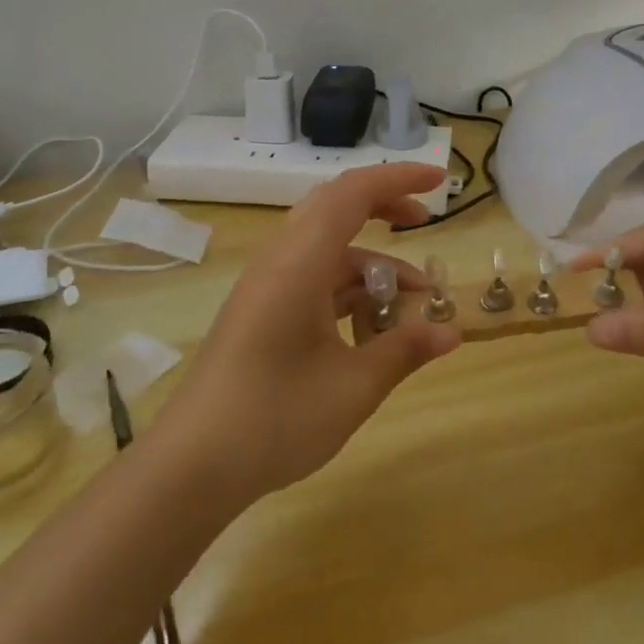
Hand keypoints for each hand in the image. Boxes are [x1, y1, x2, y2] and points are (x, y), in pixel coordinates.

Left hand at [158, 163, 460, 504]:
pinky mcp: (260, 310)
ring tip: (410, 301)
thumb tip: (451, 331)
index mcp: (299, 262)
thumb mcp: (353, 387)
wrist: (192, 464)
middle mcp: (279, 261)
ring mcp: (265, 286)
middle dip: (382, 208)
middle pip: (334, 209)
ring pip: (324, 249)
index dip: (398, 179)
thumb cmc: (275, 419)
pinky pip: (310, 278)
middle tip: (424, 223)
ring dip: (368, 263)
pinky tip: (369, 326)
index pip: (352, 194)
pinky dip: (346, 287)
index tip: (439, 182)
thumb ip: (404, 350)